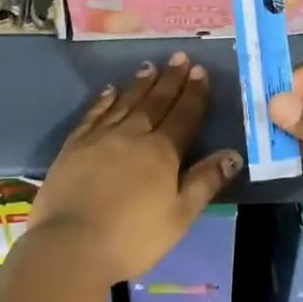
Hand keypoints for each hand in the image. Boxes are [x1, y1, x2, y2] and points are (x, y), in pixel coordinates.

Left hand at [25, 53, 241, 285]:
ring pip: (125, 102)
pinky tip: (110, 91)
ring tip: (150, 67)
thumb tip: (233, 154)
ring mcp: (100, 137)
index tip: (200, 71)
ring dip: (140, 84)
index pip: (183, 115)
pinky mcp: (74, 145)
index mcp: (162, 152)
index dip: (194, 93)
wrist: (70, 244)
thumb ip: (205, 182)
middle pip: (155, 102)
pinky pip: (94, 114)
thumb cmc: (132, 237)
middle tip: (179, 57)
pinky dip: (104, 100)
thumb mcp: (179, 216)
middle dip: (170, 79)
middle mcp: (132, 135)